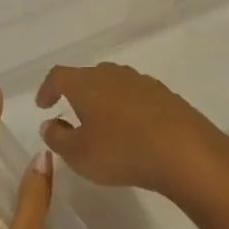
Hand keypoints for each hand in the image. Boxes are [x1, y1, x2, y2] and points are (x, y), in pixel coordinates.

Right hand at [35, 62, 228, 204]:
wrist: (184, 151)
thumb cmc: (121, 151)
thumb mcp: (78, 154)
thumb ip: (58, 137)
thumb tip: (50, 124)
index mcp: (86, 83)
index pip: (58, 76)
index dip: (47, 89)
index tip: (43, 105)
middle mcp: (113, 74)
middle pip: (88, 76)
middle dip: (77, 93)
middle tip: (73, 114)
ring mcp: (142, 82)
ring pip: (114, 85)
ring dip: (104, 100)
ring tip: (103, 124)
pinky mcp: (166, 95)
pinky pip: (137, 97)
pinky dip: (128, 109)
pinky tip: (133, 131)